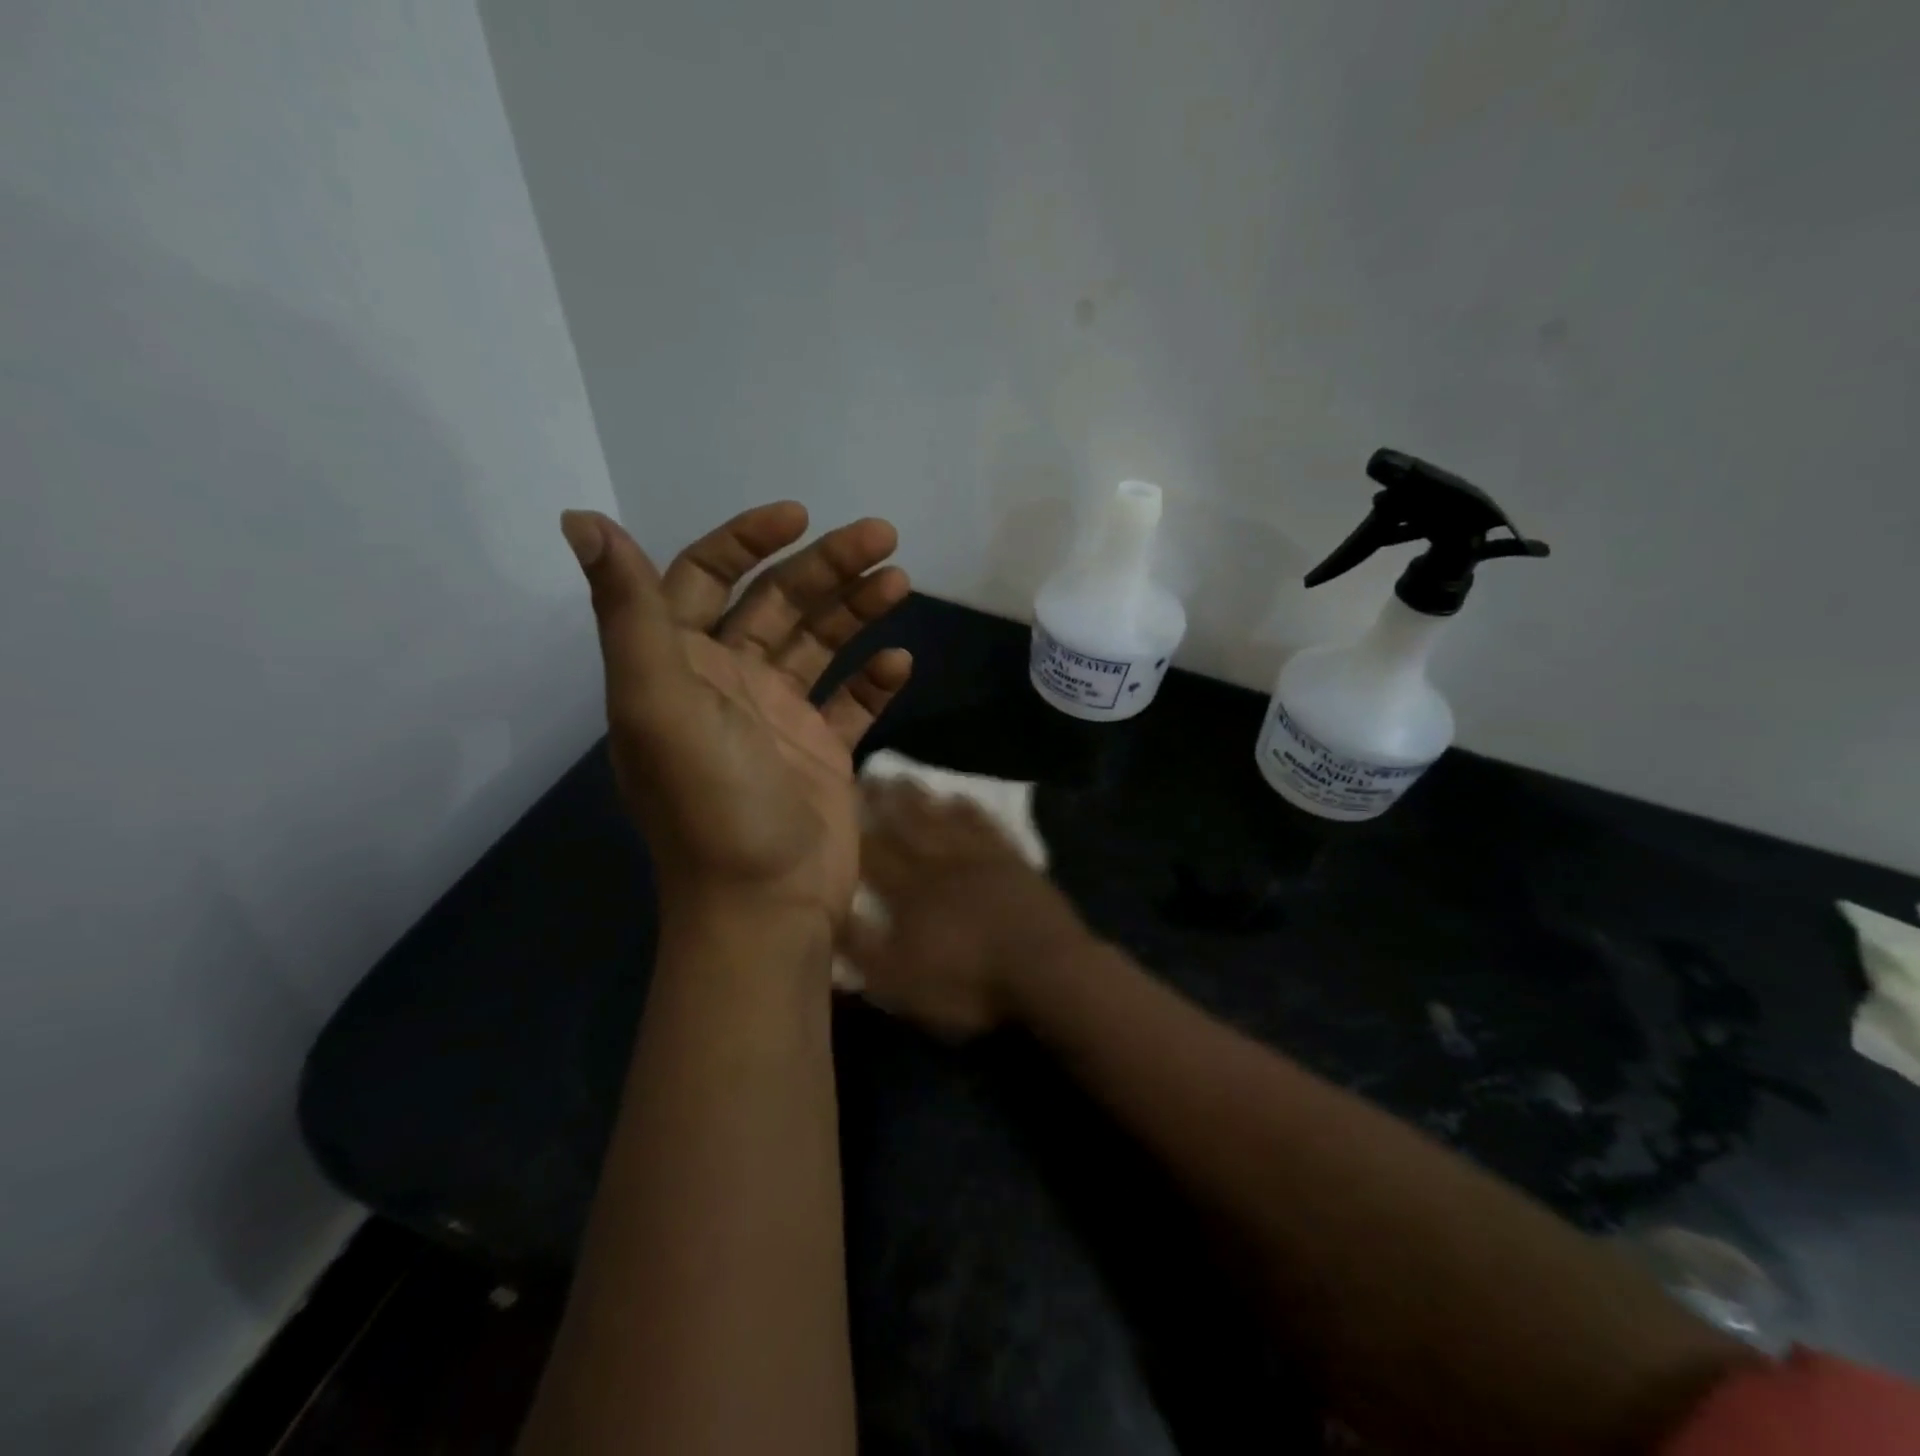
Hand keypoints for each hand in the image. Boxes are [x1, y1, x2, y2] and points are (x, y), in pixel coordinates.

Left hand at [561, 503, 911, 927]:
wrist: (766, 905)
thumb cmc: (714, 803)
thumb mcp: (660, 704)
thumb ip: (630, 613)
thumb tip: (581, 518)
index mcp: (680, 667)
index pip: (703, 578)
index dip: (746, 541)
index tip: (799, 517)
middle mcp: (727, 684)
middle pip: (777, 604)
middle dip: (827, 566)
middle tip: (884, 539)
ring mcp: (779, 719)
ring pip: (820, 645)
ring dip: (858, 610)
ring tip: (900, 582)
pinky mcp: (822, 752)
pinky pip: (851, 701)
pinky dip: (874, 679)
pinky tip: (899, 662)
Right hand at [843, 782, 1093, 1037]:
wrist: (1044, 969)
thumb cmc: (968, 982)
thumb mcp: (901, 981)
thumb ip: (862, 947)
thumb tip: (829, 912)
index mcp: (909, 892)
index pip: (873, 853)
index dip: (853, 830)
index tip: (837, 803)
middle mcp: (939, 864)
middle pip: (906, 825)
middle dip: (884, 801)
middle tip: (867, 774)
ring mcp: (979, 857)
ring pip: (942, 818)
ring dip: (921, 798)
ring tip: (904, 777)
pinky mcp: (1013, 860)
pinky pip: (986, 825)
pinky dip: (970, 810)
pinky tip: (960, 798)